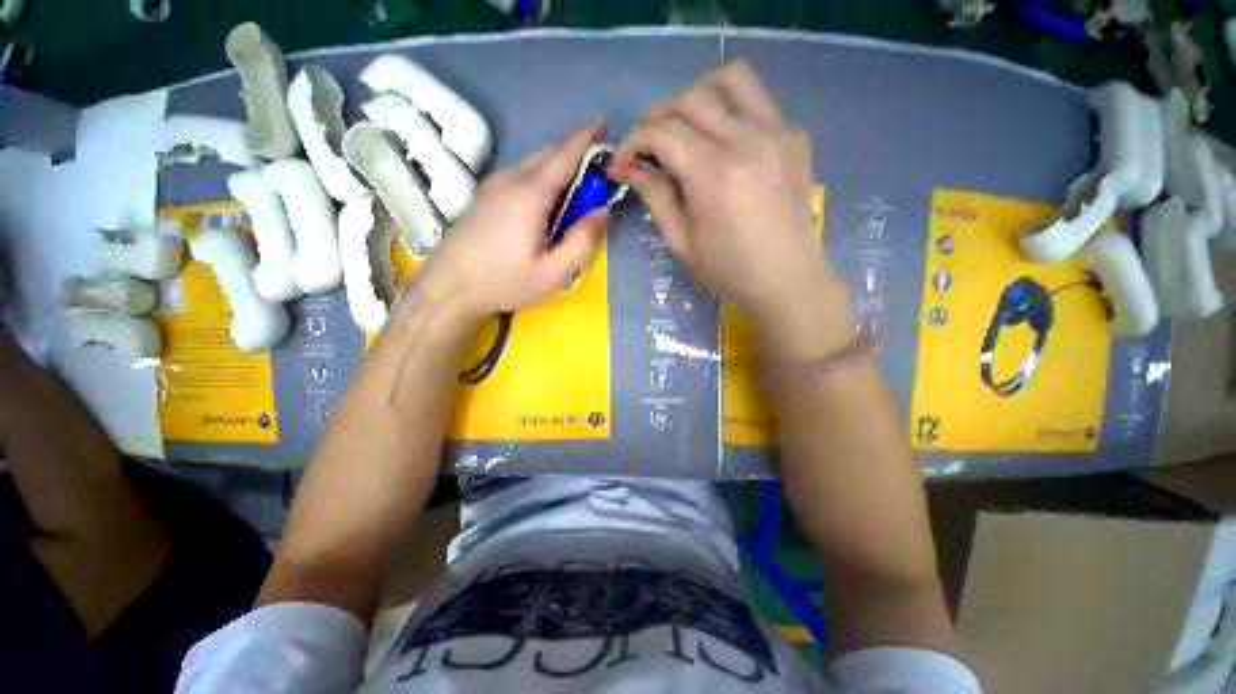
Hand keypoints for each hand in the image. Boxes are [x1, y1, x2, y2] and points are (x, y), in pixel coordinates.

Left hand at [409, 121, 611, 326]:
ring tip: (577, 183)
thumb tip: (603, 213)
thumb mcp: (552, 273)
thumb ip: (582, 242)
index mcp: (530, 195)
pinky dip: (541, 174)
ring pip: (532, 162)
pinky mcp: (484, 195)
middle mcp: (510, 180)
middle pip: (548, 153)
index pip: (564, 154)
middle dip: (575, 150)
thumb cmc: (503, 282)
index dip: (587, 136)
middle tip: (598, 166)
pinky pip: (519, 173)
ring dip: (558, 163)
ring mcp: (493, 185)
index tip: (605, 124)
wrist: (448, 286)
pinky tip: (546, 197)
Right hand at [612, 62, 847, 350]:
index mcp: (714, 174)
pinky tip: (724, 144)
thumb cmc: (728, 270)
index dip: (634, 141)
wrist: (787, 279)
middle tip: (650, 146)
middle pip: (692, 98)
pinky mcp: (795, 136)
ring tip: (687, 128)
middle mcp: (747, 140)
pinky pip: (757, 102)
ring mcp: (777, 132)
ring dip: (699, 96)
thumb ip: (655, 196)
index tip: (623, 161)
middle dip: (659, 117)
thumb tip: (629, 168)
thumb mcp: (681, 241)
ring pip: (731, 79)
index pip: (663, 132)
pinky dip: (731, 111)